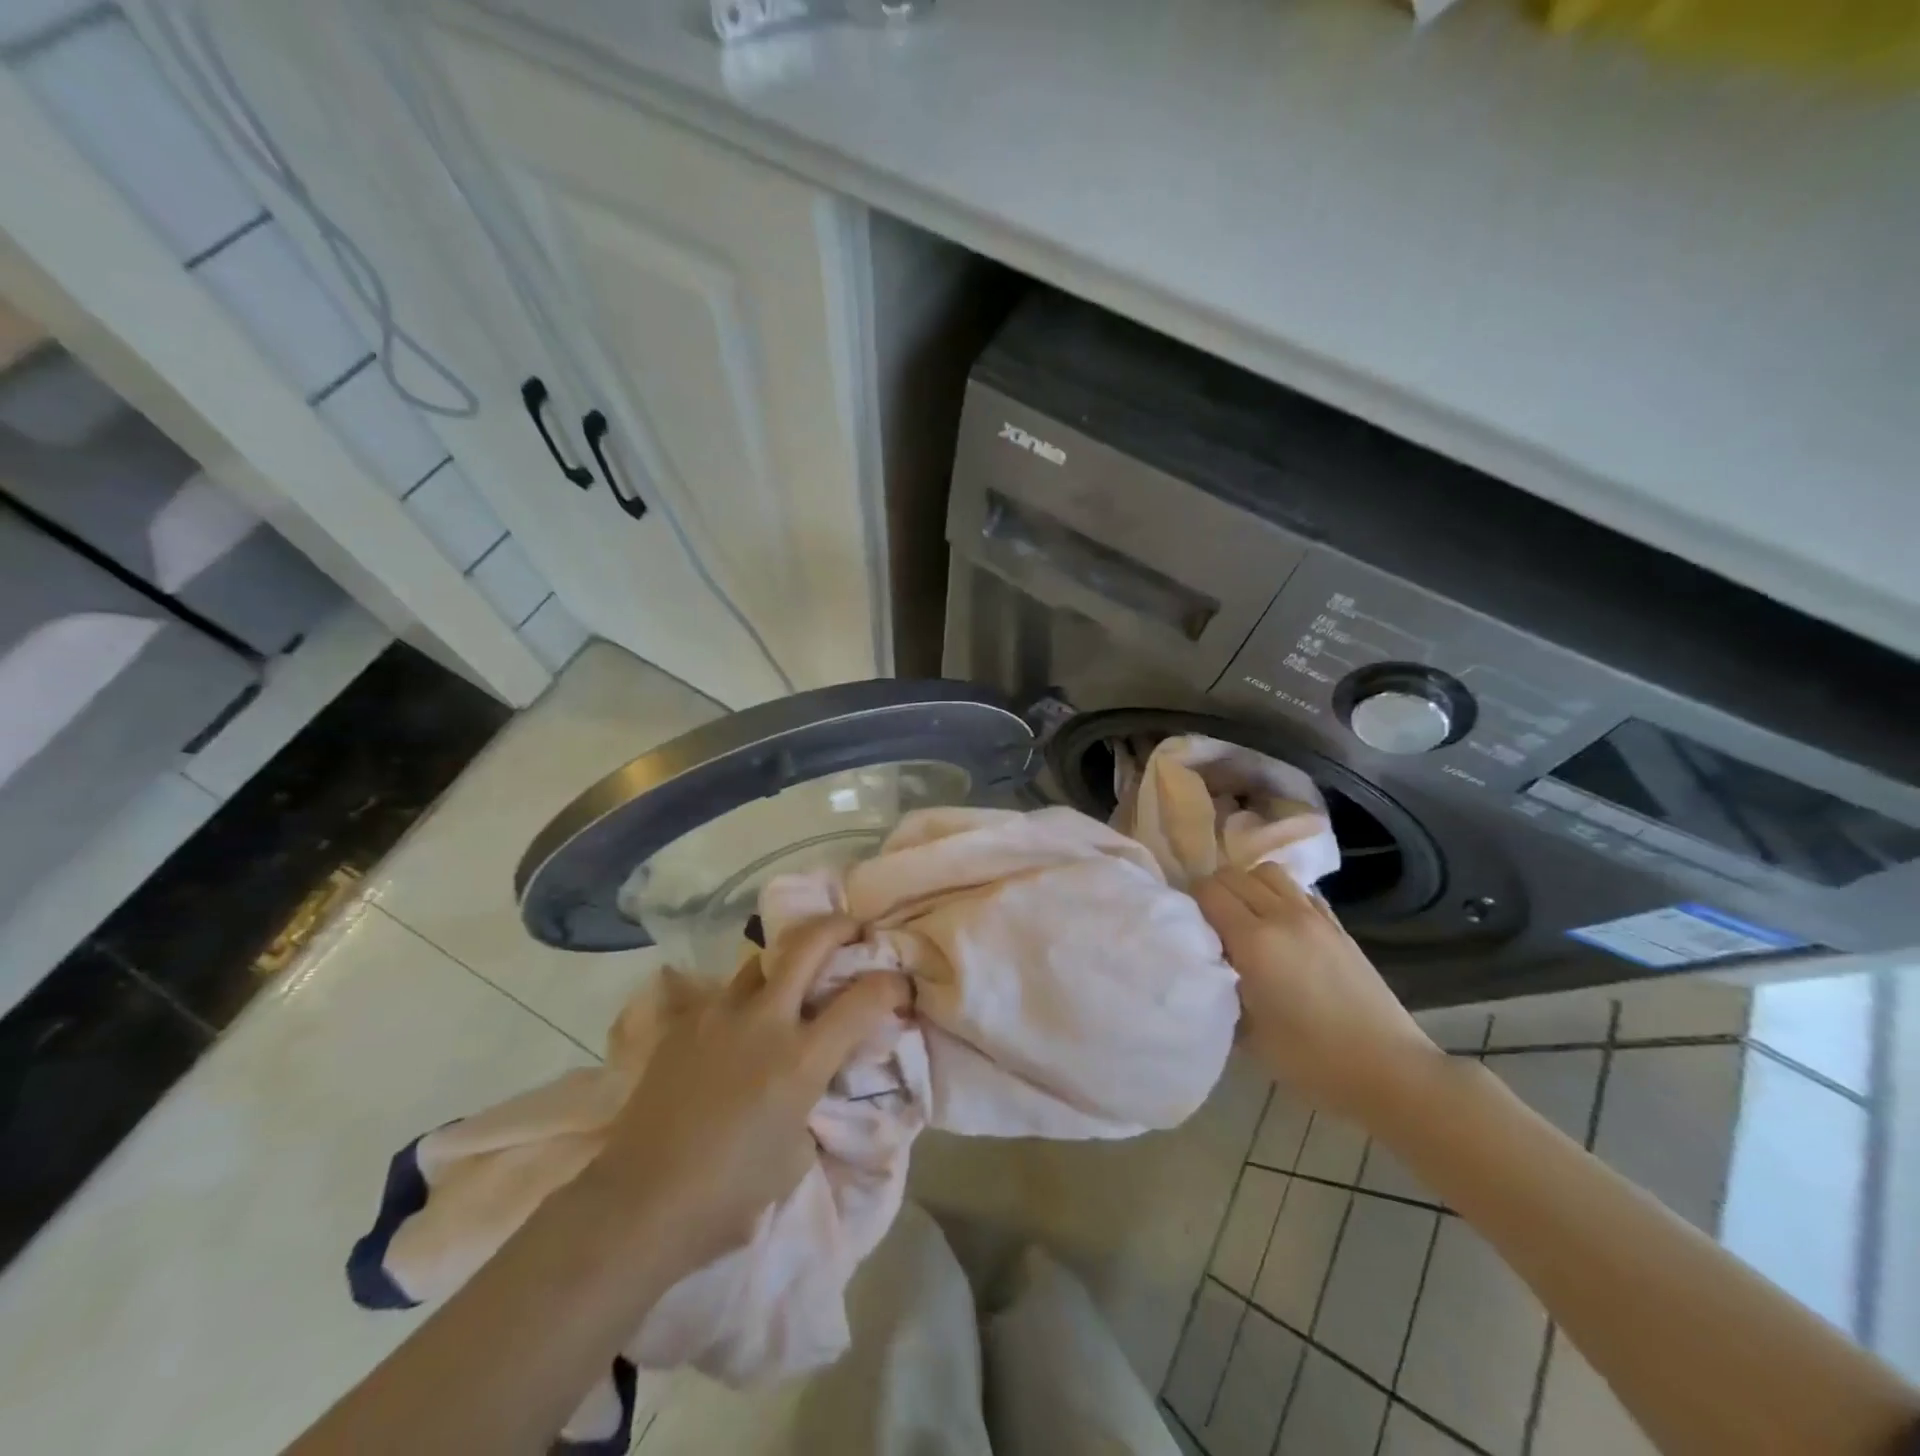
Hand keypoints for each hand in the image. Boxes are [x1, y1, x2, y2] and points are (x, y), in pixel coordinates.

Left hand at [582, 916, 909, 1271]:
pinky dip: (746, 997)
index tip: (901, 983)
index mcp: (801, 1059)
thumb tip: (817, 1075)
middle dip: (840, 926)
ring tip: (793, 976)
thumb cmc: (729, 1194)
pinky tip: (743, 1023)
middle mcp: (765, 1021)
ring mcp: (719, 1014)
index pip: (864, 998)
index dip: (892, 983)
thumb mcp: (796, 1152)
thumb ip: (813, 1099)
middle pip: (810, 943)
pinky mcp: (685, 1023)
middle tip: (853, 930)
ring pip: (761, 959)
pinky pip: (725, 993)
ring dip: (786, 960)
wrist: (640, 1203)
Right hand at [1194, 865, 1440, 1124]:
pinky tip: (1280, 927)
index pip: (1208, 891)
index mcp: (1255, 941)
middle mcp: (1282, 916)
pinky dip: (1280, 896)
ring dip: (1248, 886)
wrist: (1391, 1072)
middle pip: (1234, 875)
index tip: (1186, 926)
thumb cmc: (1313, 1061)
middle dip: (1214, 891)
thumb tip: (1208, 967)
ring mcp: (1315, 918)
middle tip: (1209, 924)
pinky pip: (1300, 891)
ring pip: (1268, 873)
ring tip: (1244, 918)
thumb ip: (1221, 989)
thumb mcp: (1248, 1035)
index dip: (1190, 902)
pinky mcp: (1339, 927)